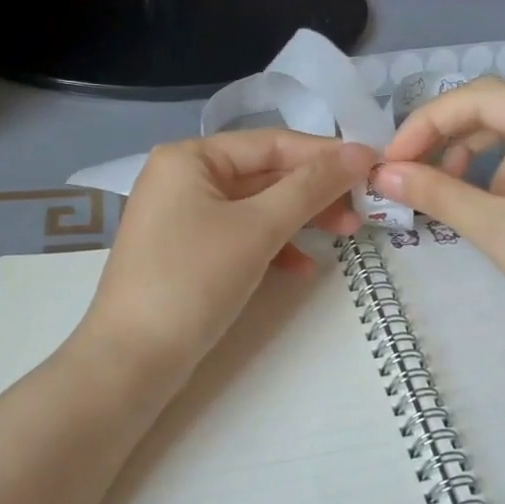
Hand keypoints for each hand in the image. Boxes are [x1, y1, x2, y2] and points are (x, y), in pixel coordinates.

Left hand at [78, 130, 377, 379]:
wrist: (132, 360)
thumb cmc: (193, 280)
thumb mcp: (257, 228)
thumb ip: (310, 187)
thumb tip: (358, 153)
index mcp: (190, 158)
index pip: (270, 143)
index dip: (324, 154)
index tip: (373, 167)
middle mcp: (182, 178)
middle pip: (263, 174)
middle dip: (314, 192)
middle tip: (362, 211)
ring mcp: (182, 218)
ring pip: (255, 207)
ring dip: (300, 220)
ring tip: (346, 235)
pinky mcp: (187, 253)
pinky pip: (240, 236)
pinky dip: (273, 246)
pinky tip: (302, 267)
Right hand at [372, 79, 504, 371]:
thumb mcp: (499, 232)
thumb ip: (437, 194)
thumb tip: (380, 174)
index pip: (481, 97)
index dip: (427, 122)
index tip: (389, 160)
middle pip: (496, 113)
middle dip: (446, 141)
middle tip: (405, 177)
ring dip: (470, 164)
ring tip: (444, 201)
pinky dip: (496, 184)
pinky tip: (486, 216)